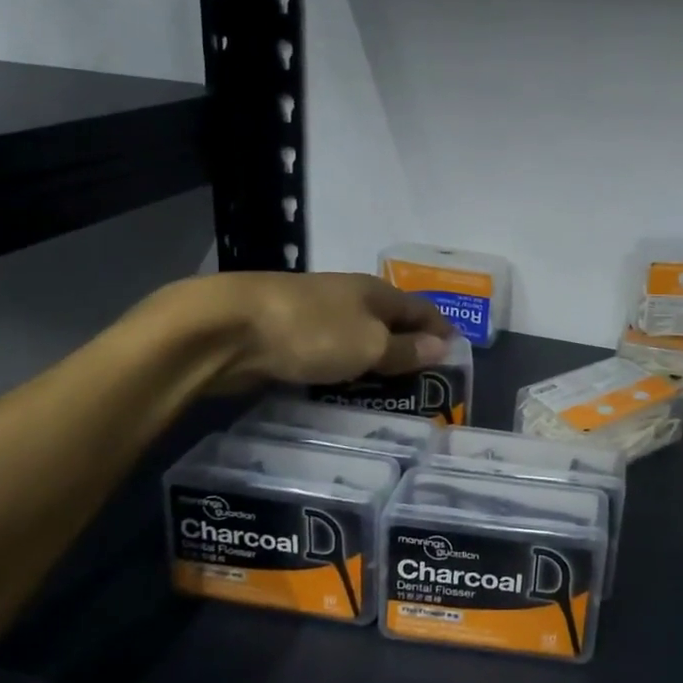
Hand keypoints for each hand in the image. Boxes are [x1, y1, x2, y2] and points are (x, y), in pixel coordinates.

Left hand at [159, 271, 453, 394]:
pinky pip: (328, 352)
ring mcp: (314, 313)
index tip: (456, 354)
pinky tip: (343, 385)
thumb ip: (404, 350)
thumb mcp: (369, 345)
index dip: (440, 329)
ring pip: (356, 337)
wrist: (227, 328)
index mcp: (374, 291)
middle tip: (424, 380)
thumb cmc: (312, 332)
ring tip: (388, 390)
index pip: (420, 308)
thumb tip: (442, 347)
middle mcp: (348, 296)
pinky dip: (342, 367)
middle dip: (407, 345)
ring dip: (373, 359)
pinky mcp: (286, 335)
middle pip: (388, 321)